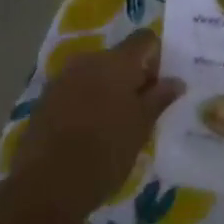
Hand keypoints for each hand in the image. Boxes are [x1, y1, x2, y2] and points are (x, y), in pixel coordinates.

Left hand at [9, 30, 184, 223]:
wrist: (47, 184)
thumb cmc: (105, 152)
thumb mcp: (141, 127)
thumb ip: (159, 98)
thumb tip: (176, 80)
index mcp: (116, 61)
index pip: (145, 39)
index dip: (157, 59)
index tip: (158, 90)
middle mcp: (88, 60)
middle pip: (119, 56)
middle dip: (132, 77)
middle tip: (140, 112)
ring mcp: (63, 77)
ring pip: (96, 73)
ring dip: (109, 90)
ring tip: (115, 125)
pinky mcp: (46, 97)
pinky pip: (76, 89)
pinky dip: (88, 101)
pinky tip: (90, 132)